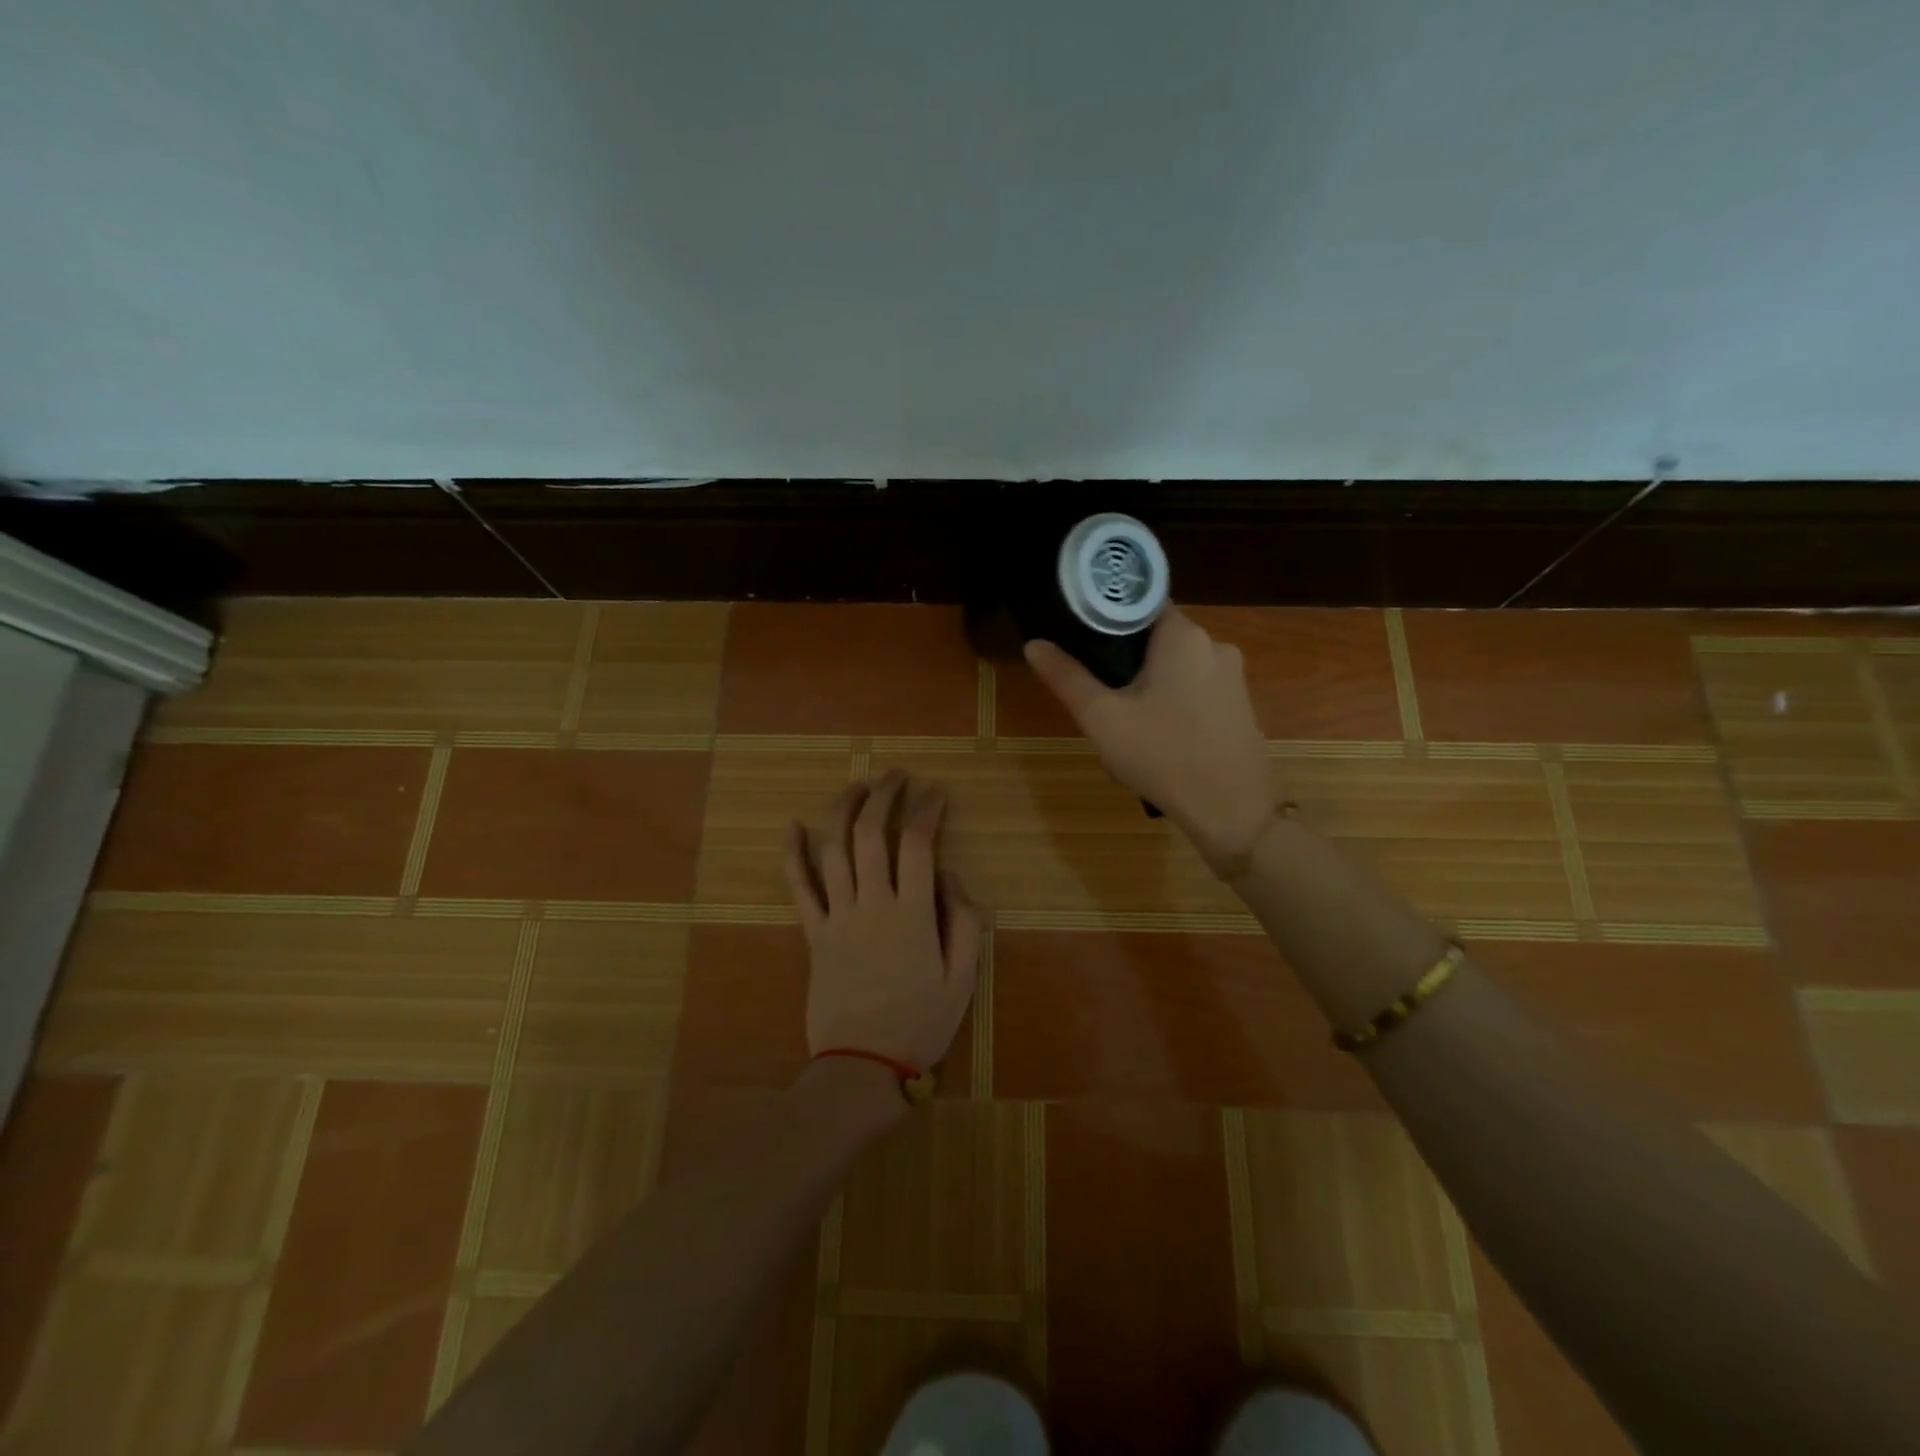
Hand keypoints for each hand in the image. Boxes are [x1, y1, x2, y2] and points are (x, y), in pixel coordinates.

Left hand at [783, 770, 984, 1077]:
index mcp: (913, 913)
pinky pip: (799, 887)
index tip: (936, 790)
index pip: (918, 843)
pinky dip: (793, 854)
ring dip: (843, 810)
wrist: (863, 1067)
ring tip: (857, 786)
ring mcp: (837, 917)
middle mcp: (872, 903)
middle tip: (896, 776)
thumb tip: (947, 873)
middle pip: (871, 833)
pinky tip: (791, 826)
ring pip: (833, 849)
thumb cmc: (921, 1023)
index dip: (927, 809)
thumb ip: (963, 920)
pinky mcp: (813, 934)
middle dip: (884, 795)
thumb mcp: (964, 978)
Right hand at [1025, 606, 1274, 867]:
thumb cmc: (1162, 755)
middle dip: (1125, 664)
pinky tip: (1156, 743)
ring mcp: (1233, 678)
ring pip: (1175, 670)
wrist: (1232, 811)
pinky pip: (1195, 693)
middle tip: (1099, 697)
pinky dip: (1172, 707)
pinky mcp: (1241, 707)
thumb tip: (1033, 644)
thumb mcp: (1102, 717)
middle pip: (1156, 639)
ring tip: (1124, 727)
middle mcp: (1215, 645)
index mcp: (1183, 635)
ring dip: (1147, 690)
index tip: (1082, 641)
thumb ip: (1066, 677)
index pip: (1140, 603)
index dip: (1107, 618)